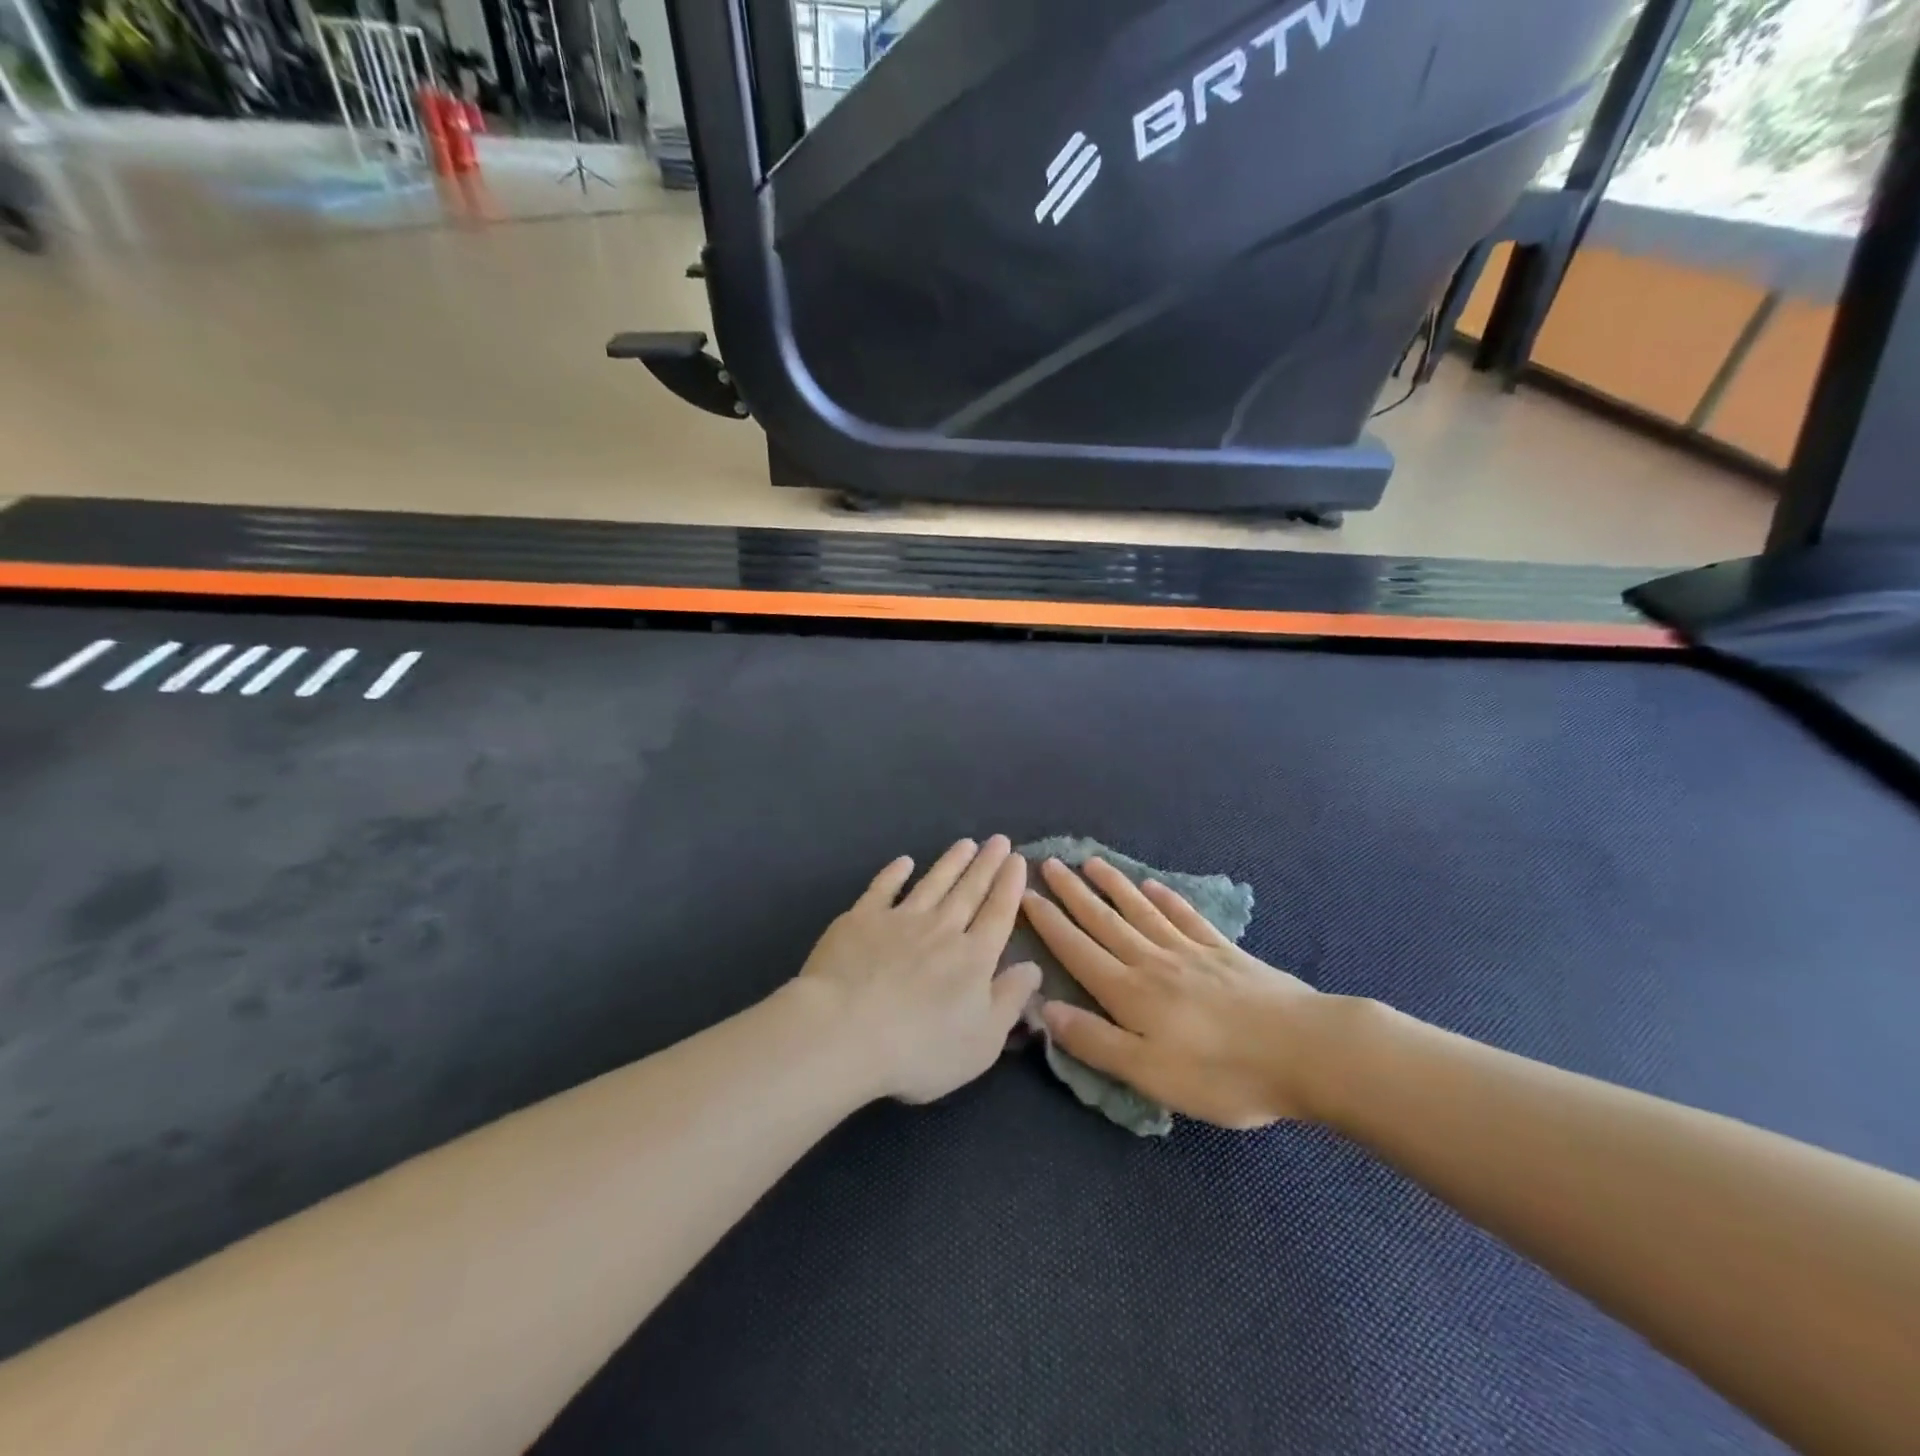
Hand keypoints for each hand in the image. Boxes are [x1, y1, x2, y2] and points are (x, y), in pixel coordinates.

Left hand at [796, 836, 1041, 1104]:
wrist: (845, 1031)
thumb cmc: (920, 1049)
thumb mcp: (982, 1041)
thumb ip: (1010, 1001)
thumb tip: (1034, 968)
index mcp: (973, 957)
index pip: (998, 913)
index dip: (1010, 886)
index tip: (1018, 859)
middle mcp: (941, 929)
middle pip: (969, 890)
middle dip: (987, 864)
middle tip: (999, 840)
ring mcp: (899, 920)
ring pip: (933, 883)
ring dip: (951, 862)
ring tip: (966, 843)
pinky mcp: (861, 920)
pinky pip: (883, 888)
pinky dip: (895, 873)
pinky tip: (904, 862)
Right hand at [1022, 857, 1332, 1128]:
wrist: (1306, 1051)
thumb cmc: (1223, 1072)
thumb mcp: (1150, 1072)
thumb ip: (1095, 1041)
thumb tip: (1044, 1009)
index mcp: (1130, 992)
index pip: (1078, 949)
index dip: (1049, 922)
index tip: (1026, 893)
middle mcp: (1153, 961)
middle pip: (1104, 920)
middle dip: (1073, 893)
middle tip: (1049, 863)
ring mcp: (1191, 952)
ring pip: (1141, 911)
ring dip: (1113, 886)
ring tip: (1091, 863)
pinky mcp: (1225, 954)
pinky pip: (1185, 917)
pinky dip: (1165, 899)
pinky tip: (1153, 886)